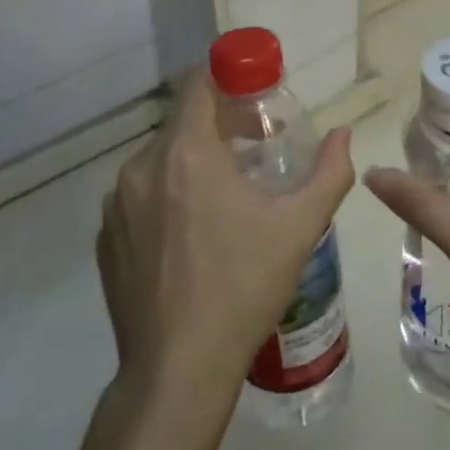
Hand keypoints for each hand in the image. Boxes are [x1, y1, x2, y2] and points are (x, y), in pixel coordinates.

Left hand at [97, 68, 355, 403]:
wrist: (178, 370)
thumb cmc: (244, 287)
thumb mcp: (300, 227)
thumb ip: (329, 172)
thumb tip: (344, 134)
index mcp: (186, 154)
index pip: (197, 83)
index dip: (227, 79)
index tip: (255, 97)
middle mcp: (141, 168)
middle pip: (182, 123)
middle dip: (220, 127)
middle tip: (256, 153)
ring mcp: (116, 205)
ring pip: (160, 159)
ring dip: (193, 163)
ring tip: (227, 197)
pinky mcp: (105, 238)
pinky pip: (140, 196)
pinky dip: (167, 196)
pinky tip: (193, 236)